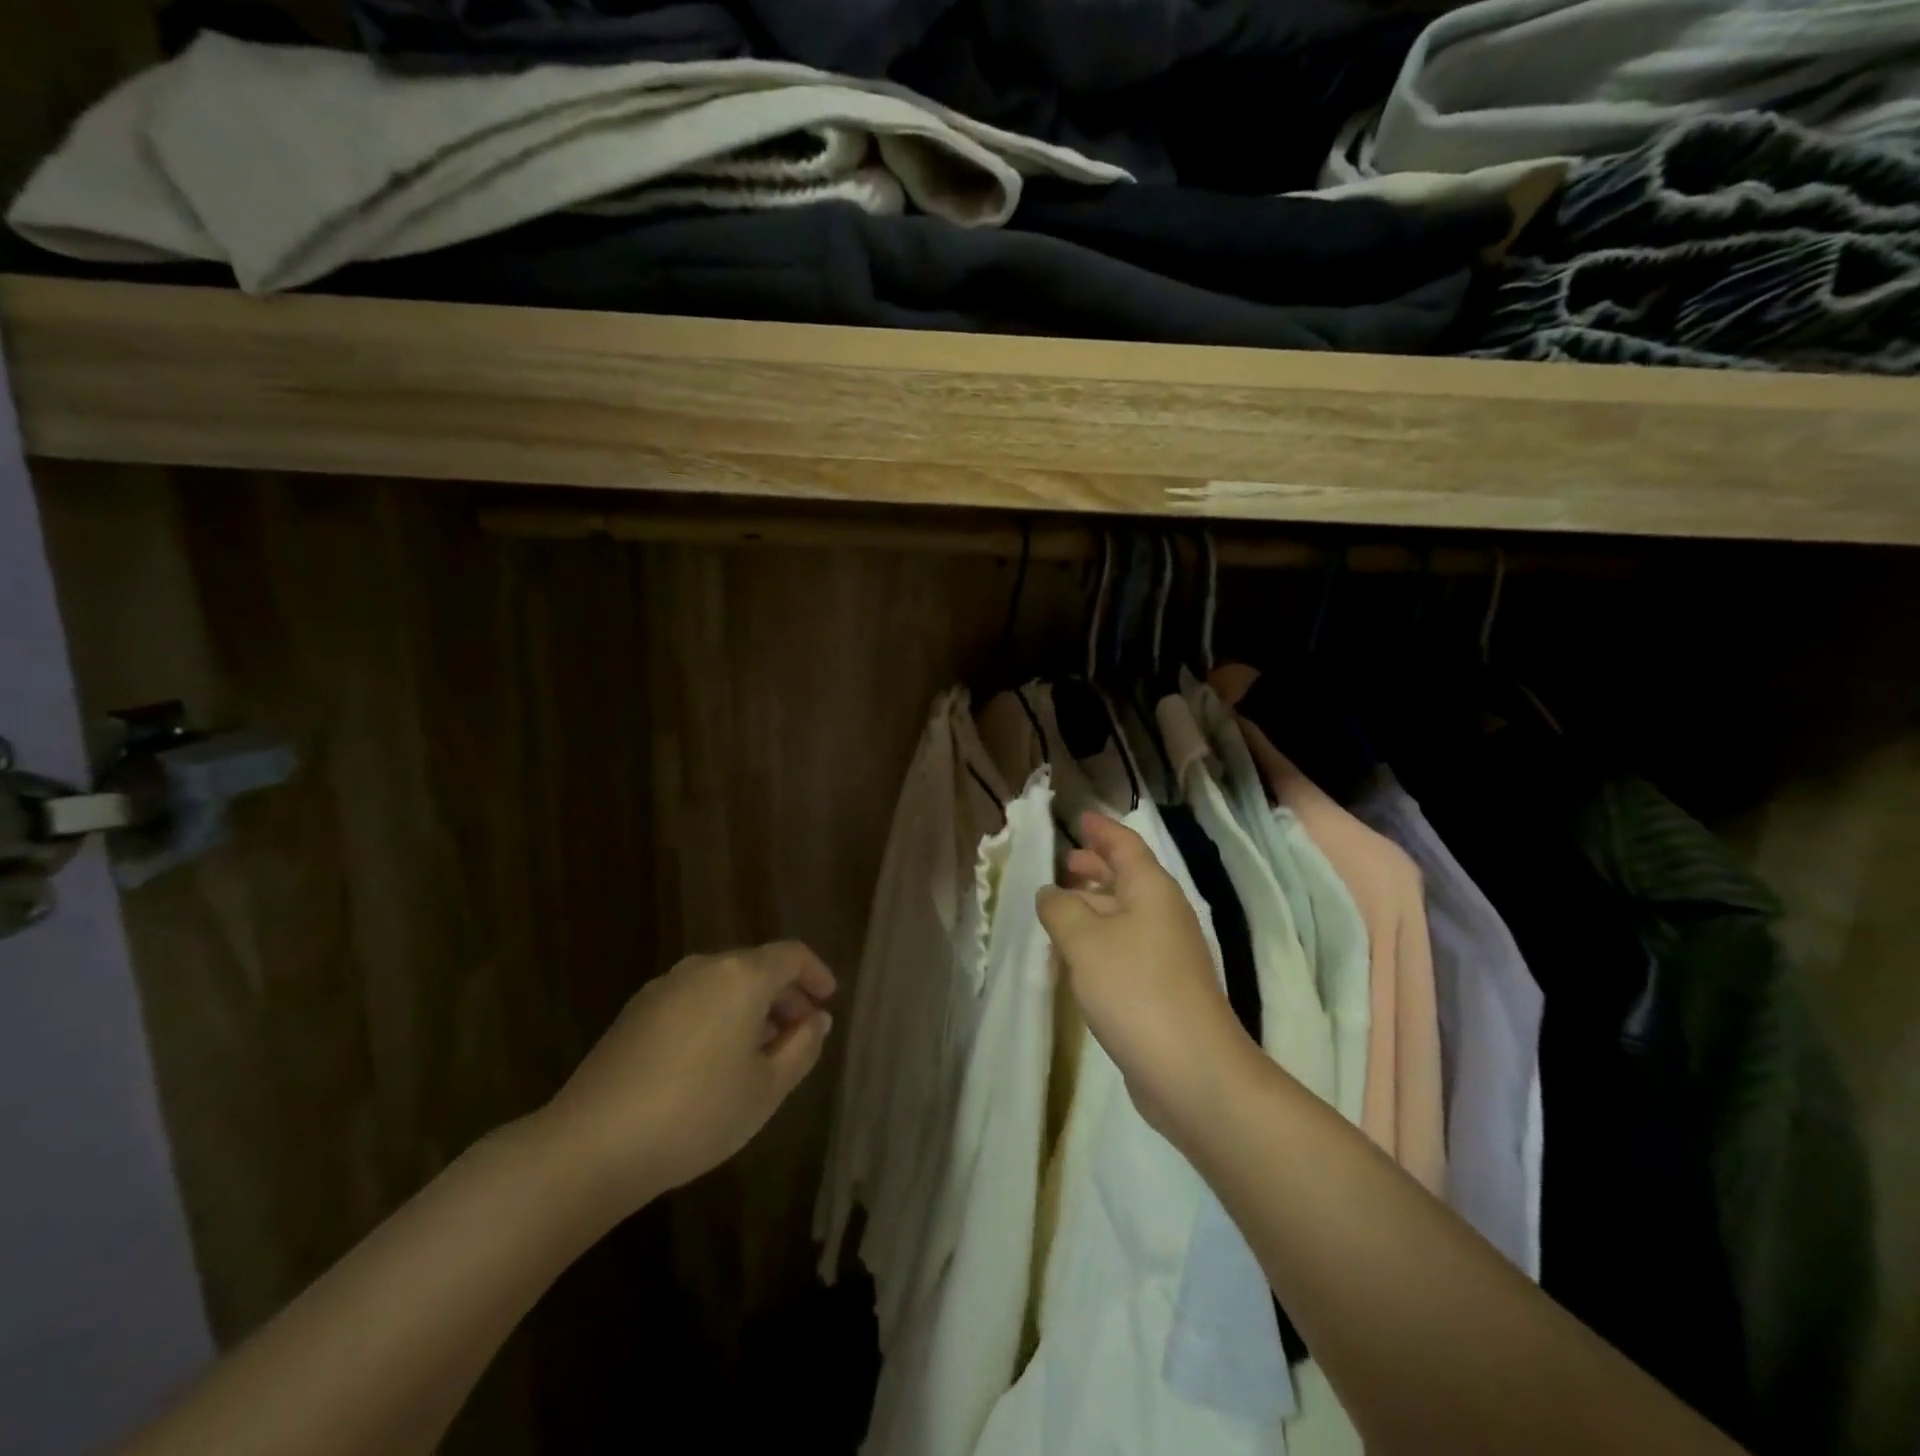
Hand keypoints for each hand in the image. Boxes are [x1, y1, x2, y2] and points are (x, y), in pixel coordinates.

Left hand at [537, 942, 835, 1218]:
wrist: (591, 1144)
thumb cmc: (697, 1113)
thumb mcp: (767, 1088)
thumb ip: (802, 1047)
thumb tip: (817, 1019)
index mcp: (741, 976)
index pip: (791, 956)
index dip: (816, 974)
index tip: (829, 1000)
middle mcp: (703, 968)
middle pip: (756, 966)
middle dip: (784, 994)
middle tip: (801, 1031)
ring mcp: (664, 987)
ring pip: (723, 983)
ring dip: (750, 1006)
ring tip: (760, 1050)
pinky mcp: (636, 1011)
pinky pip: (693, 999)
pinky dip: (717, 1014)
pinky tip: (714, 1059)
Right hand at [1037, 813, 1257, 1142]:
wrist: (1191, 1070)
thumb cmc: (1135, 989)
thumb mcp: (1085, 941)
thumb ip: (1061, 909)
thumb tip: (1051, 893)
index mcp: (1152, 891)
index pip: (1125, 846)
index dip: (1102, 830)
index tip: (1079, 819)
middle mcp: (1164, 915)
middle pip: (1128, 878)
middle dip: (1097, 866)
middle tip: (1065, 861)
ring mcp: (1167, 954)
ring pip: (1125, 915)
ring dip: (1095, 905)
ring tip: (1061, 906)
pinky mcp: (1162, 988)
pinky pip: (1125, 947)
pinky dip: (1100, 939)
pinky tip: (1077, 955)